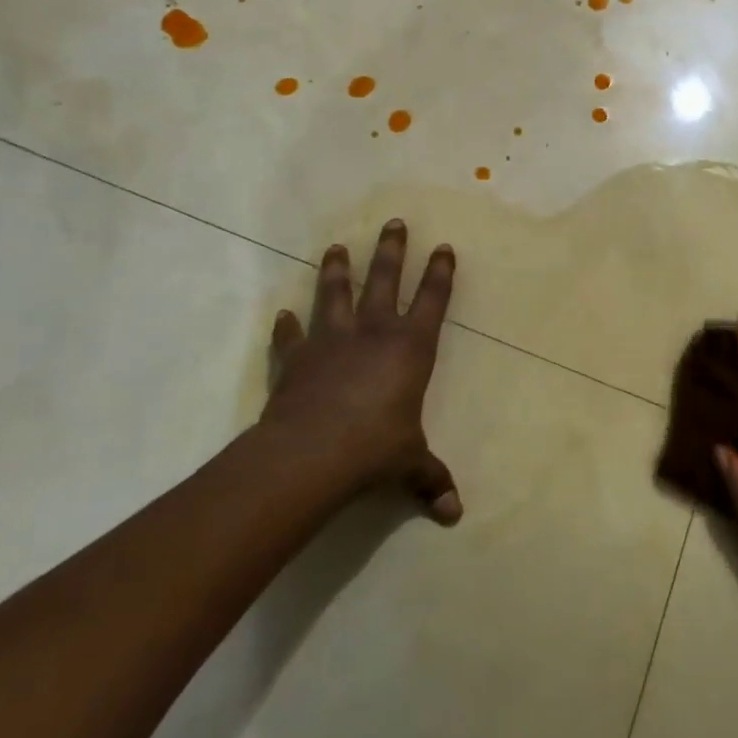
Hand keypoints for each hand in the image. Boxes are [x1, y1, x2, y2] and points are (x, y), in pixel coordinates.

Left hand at [258, 219, 462, 524]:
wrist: (311, 454)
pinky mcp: (297, 358)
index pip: (432, 300)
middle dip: (392, 250)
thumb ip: (430, 480)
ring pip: (335, 293)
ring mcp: (331, 340)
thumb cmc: (374, 449)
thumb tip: (454, 514)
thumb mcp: (409, 464)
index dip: (440, 273)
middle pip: (384, 279)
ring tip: (335, 247)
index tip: (444, 247)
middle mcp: (373, 332)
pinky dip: (287, 327)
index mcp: (409, 348)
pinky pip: (291, 337)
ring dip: (335, 270)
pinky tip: (283, 315)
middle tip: (393, 222)